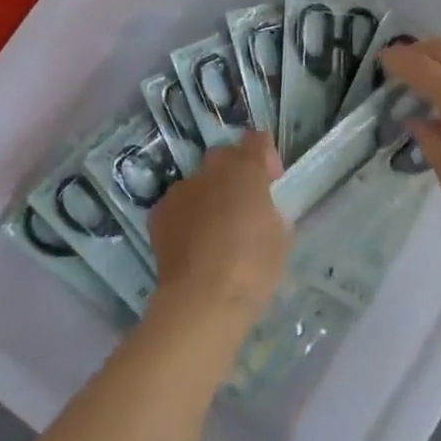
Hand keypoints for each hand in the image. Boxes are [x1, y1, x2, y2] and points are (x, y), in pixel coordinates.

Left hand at [148, 132, 290, 322]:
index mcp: (245, 170)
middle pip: (224, 157)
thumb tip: (261, 212)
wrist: (202, 299)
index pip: (257, 141)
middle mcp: (211, 170)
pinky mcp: (159, 212)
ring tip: (213, 232)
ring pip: (198, 182)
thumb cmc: (253, 268)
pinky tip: (192, 245)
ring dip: (208, 197)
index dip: (265, 156)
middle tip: (242, 205)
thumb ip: (271, 213)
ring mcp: (181, 189)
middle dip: (234, 173)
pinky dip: (185, 217)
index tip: (270, 181)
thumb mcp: (280, 239)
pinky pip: (178, 206)